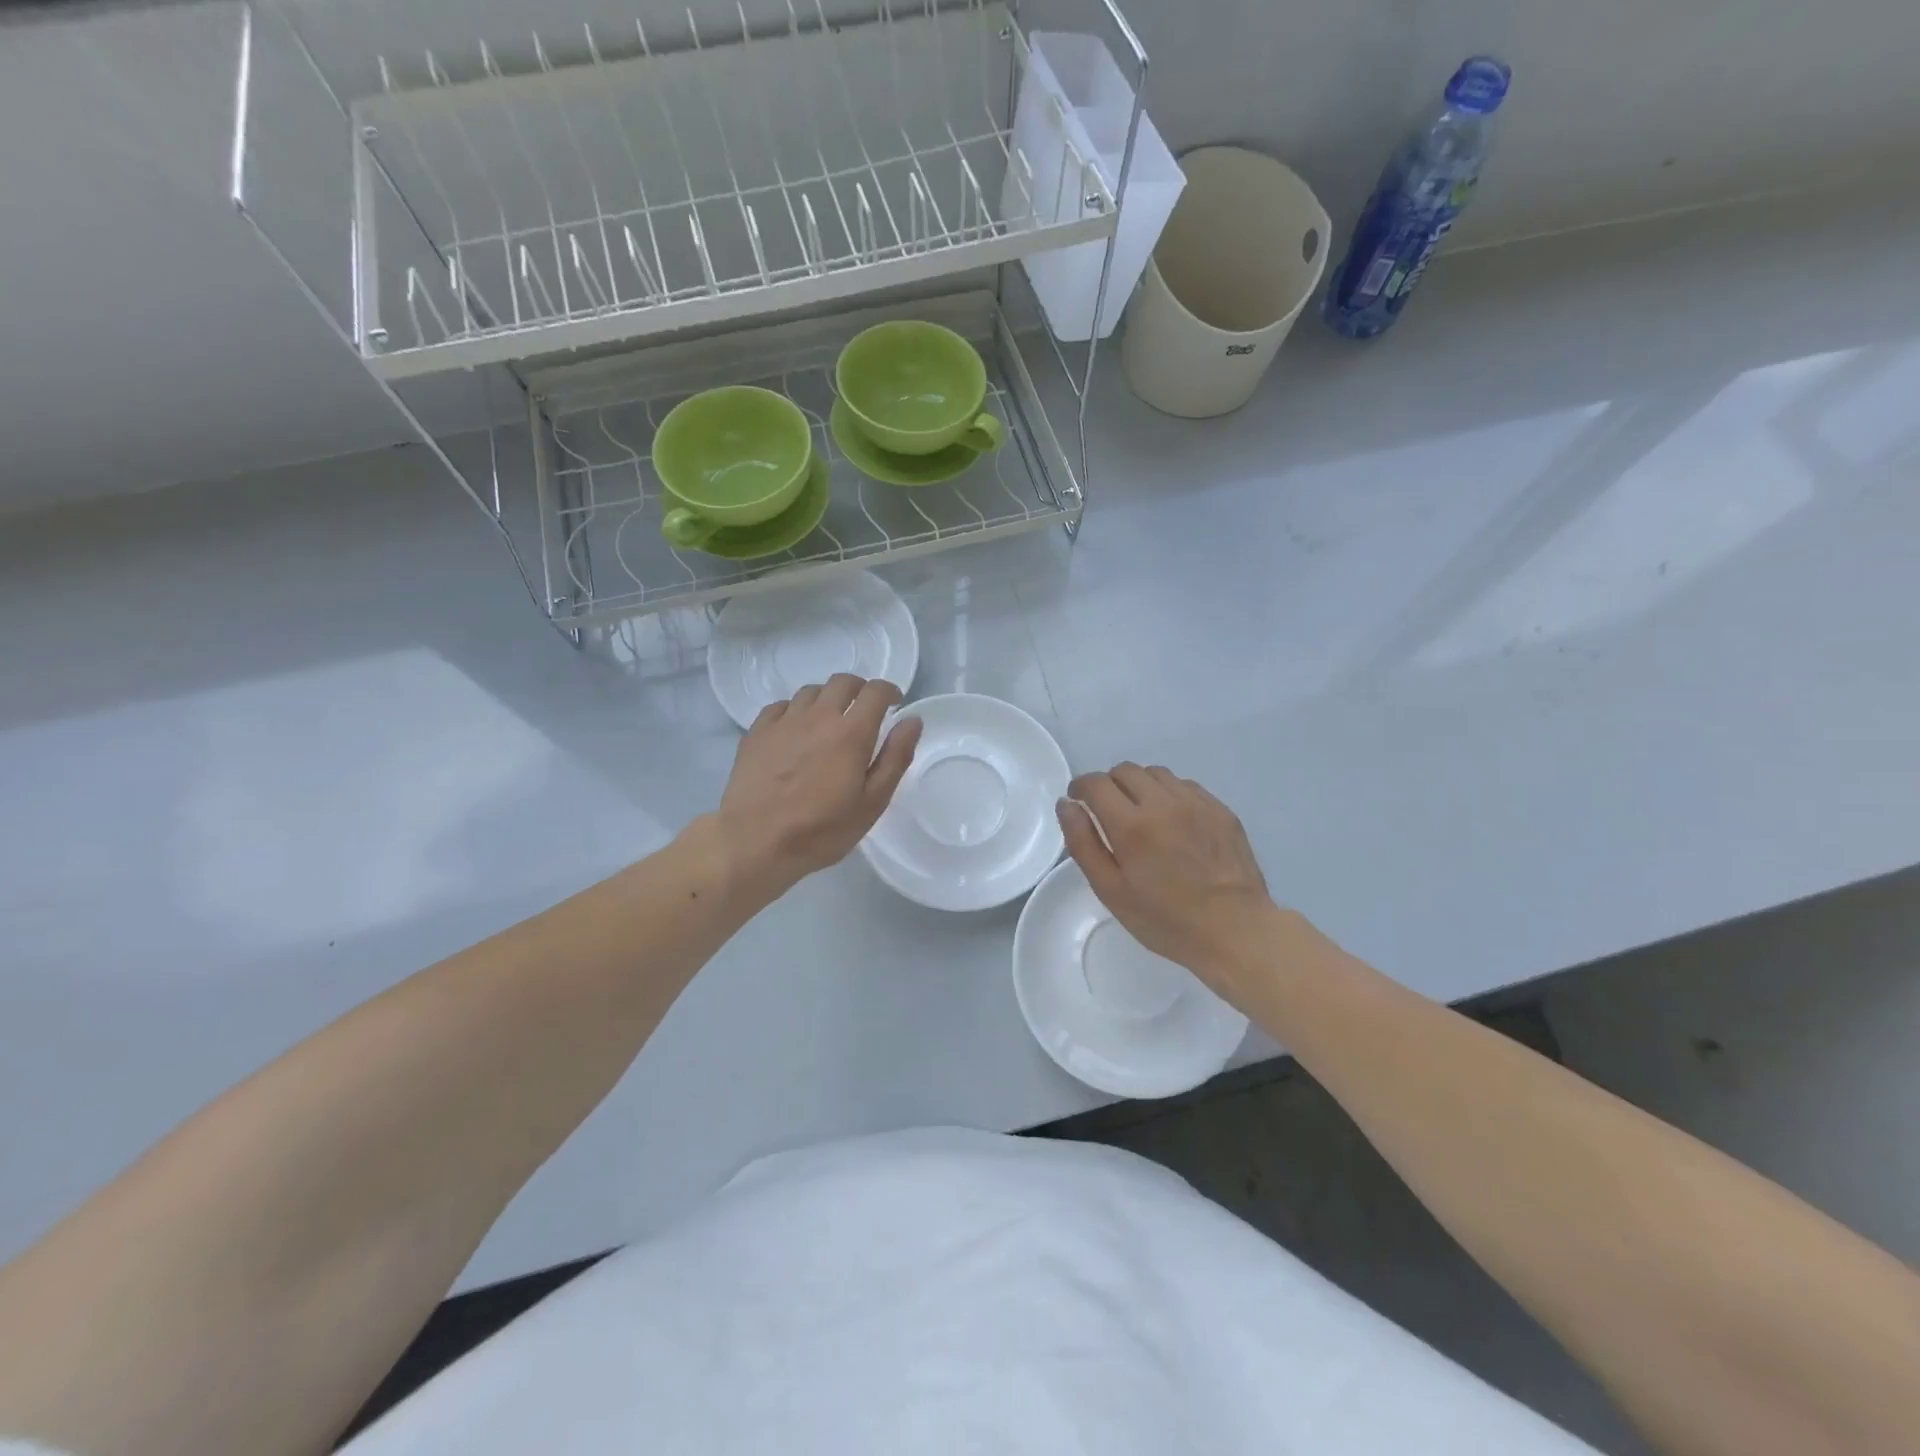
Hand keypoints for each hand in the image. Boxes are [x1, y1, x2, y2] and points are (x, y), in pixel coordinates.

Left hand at [715, 673, 922, 901]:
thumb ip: (895, 757)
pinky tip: (796, 730)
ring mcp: (784, 721)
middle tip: (864, 710)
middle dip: (859, 689)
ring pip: (811, 691)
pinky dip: (795, 710)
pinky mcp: (757, 732)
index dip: (889, 691)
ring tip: (830, 721)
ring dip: (827, 699)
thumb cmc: (822, 829)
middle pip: (842, 682)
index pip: (875, 691)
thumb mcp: (872, 802)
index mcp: (851, 732)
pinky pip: (780, 706)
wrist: (755, 841)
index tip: (894, 704)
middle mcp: (818, 716)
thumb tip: (912, 720)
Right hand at [1058, 764, 1280, 1001]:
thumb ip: (1083, 843)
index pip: (1096, 783)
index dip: (1080, 787)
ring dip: (1140, 786)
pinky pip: (1185, 786)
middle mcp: (1164, 803)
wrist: (1235, 930)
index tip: (1079, 802)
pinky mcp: (1220, 809)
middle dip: (1109, 785)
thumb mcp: (1111, 890)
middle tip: (1109, 813)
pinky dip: (1169, 794)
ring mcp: (1196, 803)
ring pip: (1156, 773)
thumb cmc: (1166, 920)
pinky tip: (1173, 823)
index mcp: (1132, 825)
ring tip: (1142, 816)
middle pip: (1125, 770)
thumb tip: (1067, 804)